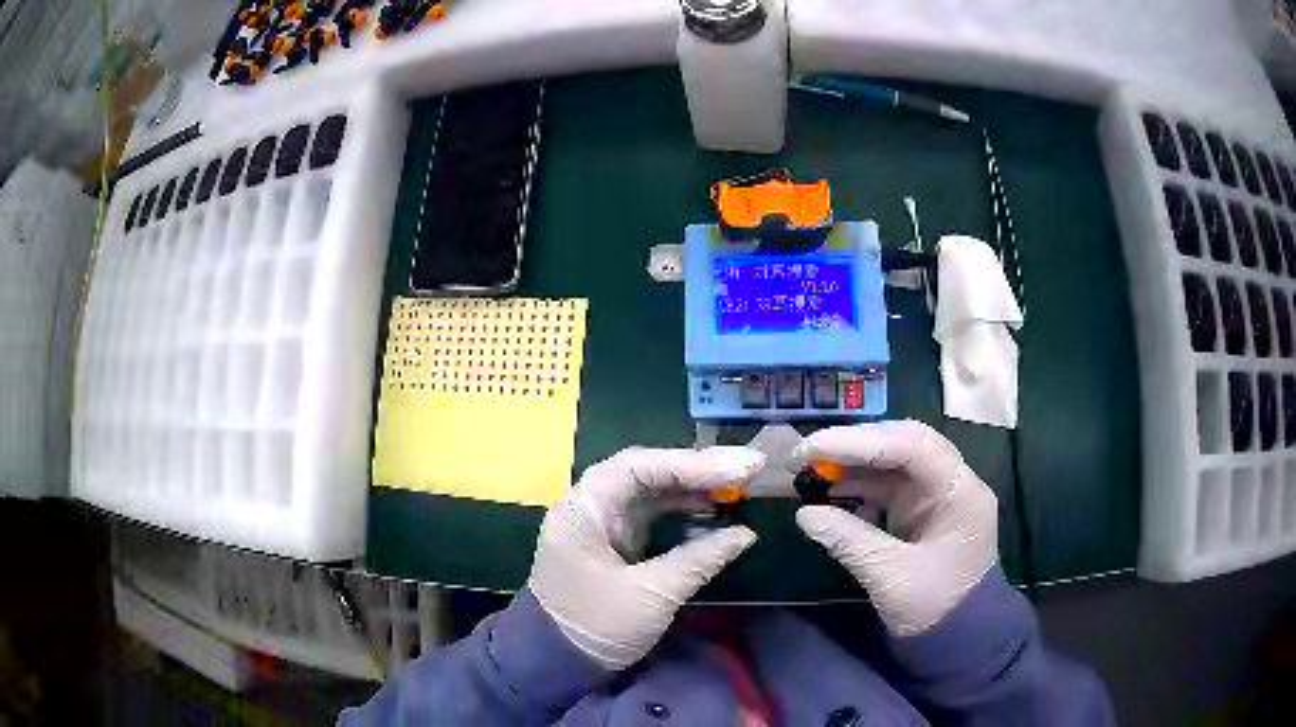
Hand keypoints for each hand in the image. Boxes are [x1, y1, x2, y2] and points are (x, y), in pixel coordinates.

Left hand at [528, 447, 763, 669]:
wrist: (557, 661)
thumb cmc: (596, 627)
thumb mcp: (651, 596)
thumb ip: (698, 559)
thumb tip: (745, 534)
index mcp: (583, 510)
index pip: (638, 467)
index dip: (691, 462)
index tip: (739, 468)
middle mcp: (589, 505)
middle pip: (647, 471)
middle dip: (698, 469)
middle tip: (750, 467)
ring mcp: (602, 522)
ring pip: (651, 490)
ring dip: (694, 486)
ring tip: (740, 484)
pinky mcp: (614, 541)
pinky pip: (651, 513)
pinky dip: (683, 509)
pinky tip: (714, 509)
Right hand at [794, 420, 998, 636]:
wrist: (957, 639)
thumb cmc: (935, 609)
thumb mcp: (891, 578)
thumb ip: (850, 541)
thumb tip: (804, 514)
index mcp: (960, 492)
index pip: (914, 446)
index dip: (863, 442)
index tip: (815, 447)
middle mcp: (952, 482)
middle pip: (904, 443)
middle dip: (856, 445)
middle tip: (808, 453)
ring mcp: (936, 494)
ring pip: (893, 461)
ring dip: (853, 463)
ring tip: (810, 469)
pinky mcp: (920, 510)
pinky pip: (887, 485)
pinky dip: (858, 484)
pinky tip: (830, 491)